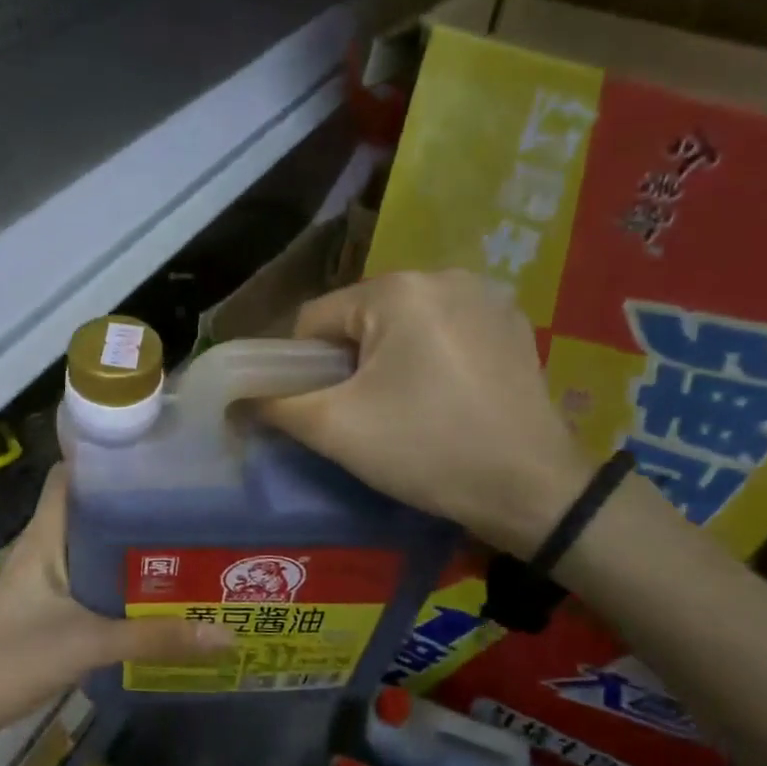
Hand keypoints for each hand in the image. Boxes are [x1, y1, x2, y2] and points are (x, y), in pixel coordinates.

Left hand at [0, 466, 229, 765]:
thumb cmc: (13, 656)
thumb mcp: (88, 644)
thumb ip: (154, 638)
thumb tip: (224, 632)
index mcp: (43, 535)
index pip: (69, 476)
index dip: (104, 460)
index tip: (153, 457)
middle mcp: (40, 547)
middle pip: (86, 510)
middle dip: (130, 506)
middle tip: (185, 506)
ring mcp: (38, 577)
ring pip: (87, 547)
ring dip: (123, 546)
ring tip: (178, 543)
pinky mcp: (40, 606)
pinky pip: (83, 579)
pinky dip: (112, 579)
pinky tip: (147, 592)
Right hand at [256, 270, 594, 557]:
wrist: (533, 490)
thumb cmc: (425, 449)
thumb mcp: (335, 429)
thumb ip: (274, 405)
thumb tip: (232, 400)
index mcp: (397, 290)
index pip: (316, 318)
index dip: (303, 366)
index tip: (319, 409)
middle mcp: (444, 275)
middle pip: (360, 318)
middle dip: (349, 362)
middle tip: (362, 414)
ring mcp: (487, 296)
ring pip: (402, 324)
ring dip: (388, 359)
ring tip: (404, 409)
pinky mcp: (514, 322)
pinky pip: (445, 330)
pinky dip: (430, 357)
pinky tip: (444, 397)